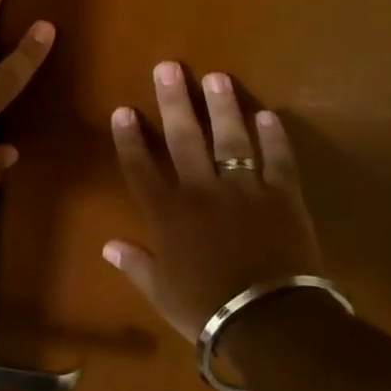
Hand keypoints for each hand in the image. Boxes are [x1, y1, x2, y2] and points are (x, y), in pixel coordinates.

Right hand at [103, 63, 323, 342]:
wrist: (270, 322)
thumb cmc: (208, 309)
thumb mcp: (162, 292)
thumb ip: (136, 264)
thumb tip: (108, 246)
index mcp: (168, 214)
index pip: (141, 167)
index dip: (130, 137)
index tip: (124, 110)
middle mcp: (201, 191)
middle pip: (183, 139)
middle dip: (174, 101)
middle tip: (168, 67)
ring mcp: (244, 190)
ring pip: (230, 139)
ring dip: (222, 107)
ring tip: (216, 77)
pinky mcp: (282, 197)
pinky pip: (278, 161)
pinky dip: (274, 138)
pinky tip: (268, 116)